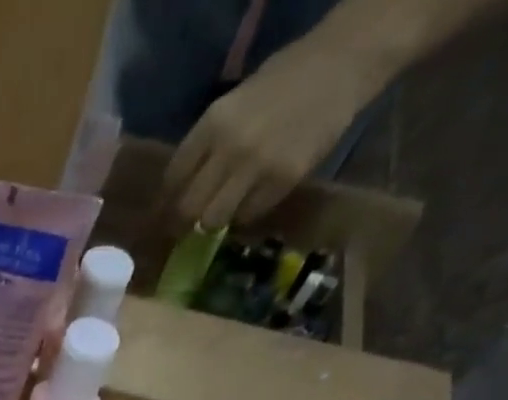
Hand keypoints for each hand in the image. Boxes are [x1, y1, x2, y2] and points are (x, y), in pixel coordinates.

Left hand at [164, 39, 380, 227]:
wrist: (342, 62)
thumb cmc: (284, 80)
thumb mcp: (234, 104)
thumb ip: (208, 144)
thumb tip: (183, 187)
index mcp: (212, 124)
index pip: (173, 179)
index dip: (166, 203)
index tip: (164, 215)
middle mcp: (229, 148)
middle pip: (189, 208)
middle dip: (184, 222)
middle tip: (185, 229)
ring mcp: (256, 166)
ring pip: (214, 220)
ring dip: (214, 222)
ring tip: (219, 216)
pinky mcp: (282, 180)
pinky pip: (248, 216)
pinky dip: (244, 215)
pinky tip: (250, 201)